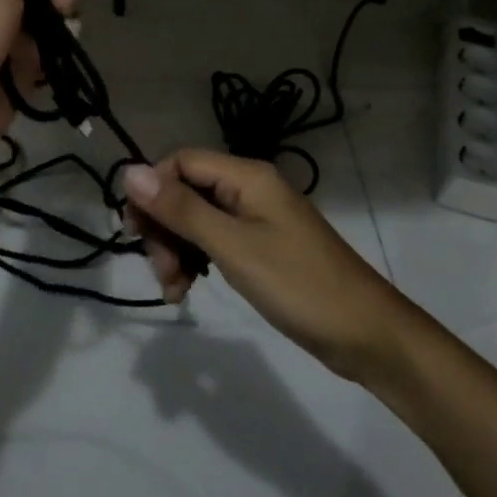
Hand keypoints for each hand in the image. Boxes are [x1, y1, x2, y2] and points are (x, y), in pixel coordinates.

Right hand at [122, 149, 407, 381]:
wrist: (366, 334)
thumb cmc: (298, 284)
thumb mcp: (233, 246)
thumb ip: (181, 209)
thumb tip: (130, 171)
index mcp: (247, 176)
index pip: (181, 162)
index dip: (152, 190)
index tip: (135, 232)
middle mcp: (251, 189)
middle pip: (187, 191)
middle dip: (165, 228)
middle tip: (162, 272)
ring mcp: (258, 219)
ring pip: (198, 220)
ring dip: (177, 250)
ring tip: (175, 290)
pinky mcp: (262, 247)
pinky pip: (216, 241)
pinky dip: (198, 261)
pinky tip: (190, 289)